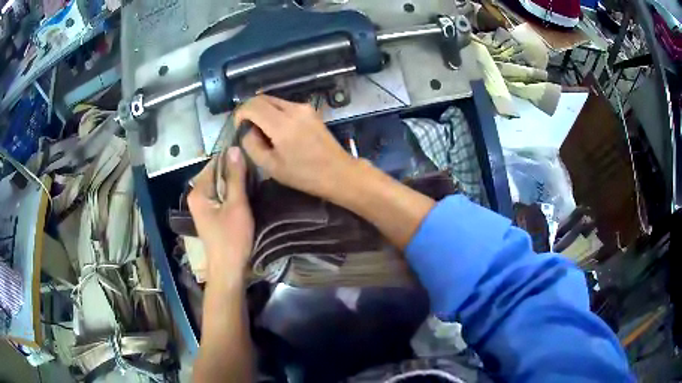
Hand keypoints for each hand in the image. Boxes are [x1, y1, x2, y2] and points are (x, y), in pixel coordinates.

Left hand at [188, 147, 253, 284]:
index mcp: (198, 191)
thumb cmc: (232, 238)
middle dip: (234, 172)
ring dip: (235, 183)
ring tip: (254, 181)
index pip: (214, 163)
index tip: (251, 157)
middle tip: (256, 172)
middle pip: (216, 174)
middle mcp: (196, 196)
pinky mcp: (210, 215)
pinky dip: (232, 194)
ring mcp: (202, 207)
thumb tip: (234, 148)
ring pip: (219, 185)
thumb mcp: (237, 205)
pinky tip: (245, 195)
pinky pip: (220, 196)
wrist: (229, 270)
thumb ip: (236, 177)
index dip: (232, 158)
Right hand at [234, 95, 358, 200]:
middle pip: (262, 98)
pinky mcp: (311, 110)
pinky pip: (285, 105)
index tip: (238, 128)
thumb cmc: (304, 175)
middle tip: (246, 129)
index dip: (239, 114)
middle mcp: (293, 109)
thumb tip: (246, 130)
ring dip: (262, 111)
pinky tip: (276, 130)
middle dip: (249, 110)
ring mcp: (304, 107)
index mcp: (282, 124)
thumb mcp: (271, 166)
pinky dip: (274, 113)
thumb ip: (252, 145)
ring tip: (261, 132)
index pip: (252, 105)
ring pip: (274, 100)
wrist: (339, 172)